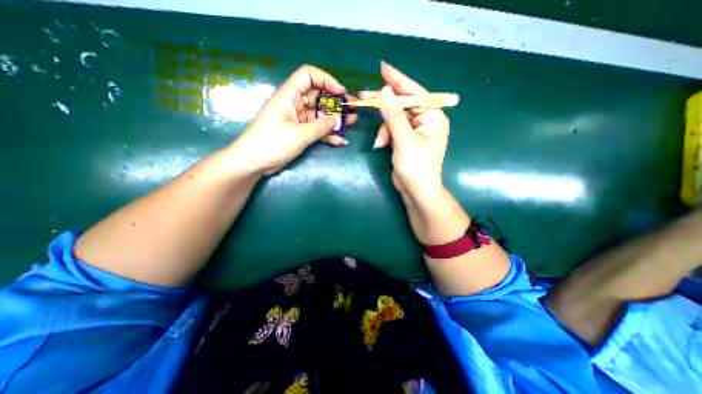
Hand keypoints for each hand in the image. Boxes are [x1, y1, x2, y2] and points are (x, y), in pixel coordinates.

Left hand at [229, 64, 358, 175]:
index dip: (326, 80)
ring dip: (335, 119)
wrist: (253, 162)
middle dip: (336, 103)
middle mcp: (294, 104)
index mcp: (289, 96)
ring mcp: (297, 120)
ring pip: (319, 115)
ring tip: (352, 123)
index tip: (341, 93)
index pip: (308, 75)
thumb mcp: (298, 135)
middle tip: (352, 109)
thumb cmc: (272, 144)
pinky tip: (340, 141)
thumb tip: (336, 121)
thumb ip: (320, 127)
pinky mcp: (298, 133)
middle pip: (318, 97)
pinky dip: (327, 134)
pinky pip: (316, 130)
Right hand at [368, 62, 448, 203]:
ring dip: (384, 129)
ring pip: (394, 118)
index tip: (383, 68)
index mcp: (433, 117)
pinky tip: (381, 145)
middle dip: (384, 104)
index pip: (415, 93)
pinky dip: (385, 135)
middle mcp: (425, 120)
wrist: (416, 192)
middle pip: (402, 104)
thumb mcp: (404, 141)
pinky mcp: (405, 139)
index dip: (398, 81)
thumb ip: (394, 117)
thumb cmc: (416, 168)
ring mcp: (414, 130)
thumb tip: (384, 92)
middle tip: (363, 96)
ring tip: (380, 142)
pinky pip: (392, 129)